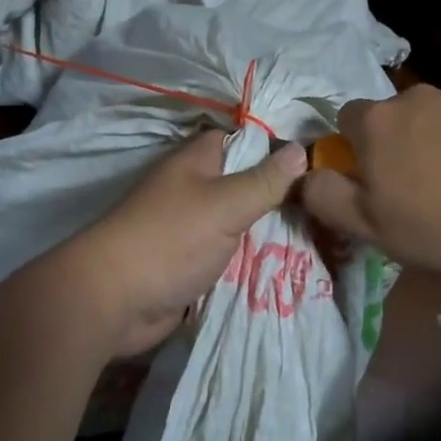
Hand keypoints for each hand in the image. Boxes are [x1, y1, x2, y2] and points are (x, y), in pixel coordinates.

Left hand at [46, 128, 307, 357]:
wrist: (113, 300)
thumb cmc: (170, 239)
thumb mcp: (225, 204)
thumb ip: (264, 180)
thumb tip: (300, 150)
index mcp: (196, 161)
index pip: (243, 141)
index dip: (276, 148)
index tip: (318, 163)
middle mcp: (193, 187)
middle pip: (244, 183)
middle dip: (278, 196)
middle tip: (327, 208)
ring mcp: (189, 227)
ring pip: (238, 221)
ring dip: (267, 232)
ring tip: (321, 238)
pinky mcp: (188, 262)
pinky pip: (227, 254)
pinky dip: (250, 260)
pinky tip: (287, 267)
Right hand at [299, 85, 440, 278]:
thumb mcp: (370, 227)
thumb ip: (326, 198)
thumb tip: (302, 177)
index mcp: (379, 122)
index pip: (347, 117)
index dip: (352, 148)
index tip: (369, 180)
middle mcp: (419, 98)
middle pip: (397, 118)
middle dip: (400, 146)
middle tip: (418, 192)